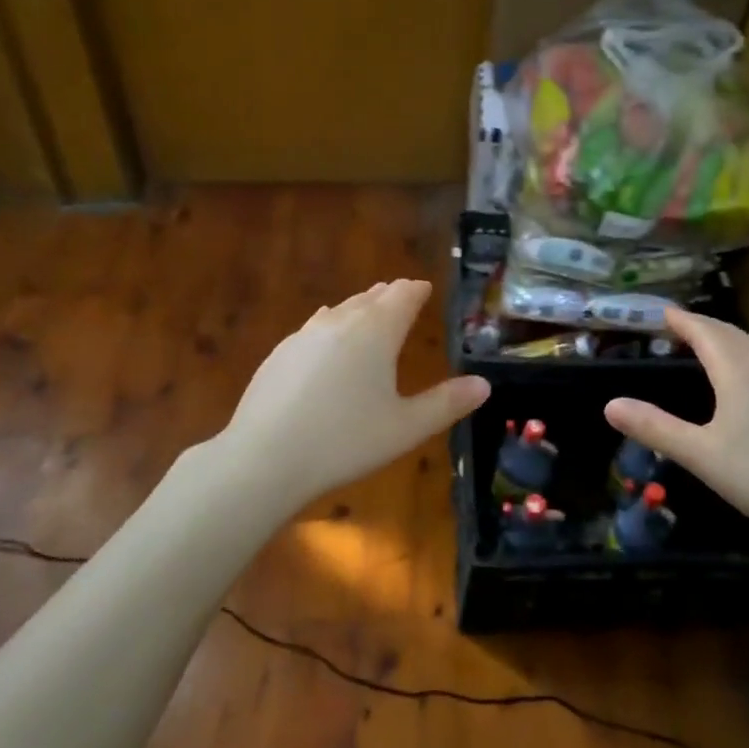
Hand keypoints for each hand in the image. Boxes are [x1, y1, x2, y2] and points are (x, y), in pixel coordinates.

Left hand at [220, 280, 489, 505]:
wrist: (264, 459)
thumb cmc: (345, 442)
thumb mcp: (406, 428)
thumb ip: (447, 403)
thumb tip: (484, 385)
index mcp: (376, 332)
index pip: (402, 296)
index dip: (416, 290)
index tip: (424, 288)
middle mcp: (340, 322)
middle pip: (370, 298)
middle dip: (389, 296)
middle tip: (402, 296)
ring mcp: (304, 335)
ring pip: (340, 310)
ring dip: (359, 308)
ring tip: (368, 311)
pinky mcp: (279, 354)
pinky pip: (314, 328)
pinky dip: (330, 327)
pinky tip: (326, 338)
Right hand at [603, 308, 748, 574]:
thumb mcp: (699, 454)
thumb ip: (654, 428)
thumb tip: (610, 405)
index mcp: (738, 372)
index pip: (705, 332)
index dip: (681, 320)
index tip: (660, 313)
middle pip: (729, 334)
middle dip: (701, 325)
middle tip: (674, 327)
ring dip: (722, 340)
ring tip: (700, 346)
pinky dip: (739, 357)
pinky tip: (737, 380)